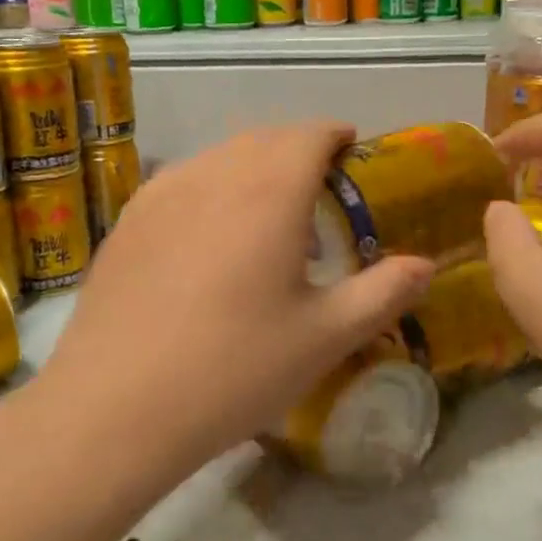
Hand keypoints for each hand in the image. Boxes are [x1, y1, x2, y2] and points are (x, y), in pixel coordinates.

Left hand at [35, 122, 433, 474]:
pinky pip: (180, 184)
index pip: (307, 134)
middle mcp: (211, 175)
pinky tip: (209, 238)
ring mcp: (159, 195)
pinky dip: (209, 190)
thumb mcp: (324, 337)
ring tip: (266, 217)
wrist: (117, 406)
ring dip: (251, 169)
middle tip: (317, 188)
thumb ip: (382, 293)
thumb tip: (425, 265)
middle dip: (295, 150)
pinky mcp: (126, 223)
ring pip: (217, 158)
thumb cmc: (234, 369)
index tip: (351, 147)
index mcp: (267, 191)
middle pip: (261, 139)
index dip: (334, 134)